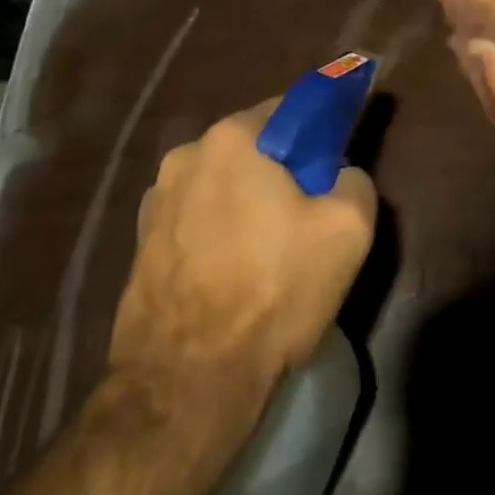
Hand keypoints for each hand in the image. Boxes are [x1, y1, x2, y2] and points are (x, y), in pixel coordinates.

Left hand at [111, 101, 375, 390]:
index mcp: (231, 138)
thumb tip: (339, 175)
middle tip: (306, 216)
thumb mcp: (348, 229)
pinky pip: (195, 220)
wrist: (187, 384)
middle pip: (252, 149)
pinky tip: (232, 276)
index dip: (317, 135)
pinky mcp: (139, 245)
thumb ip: (354, 179)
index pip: (288, 110)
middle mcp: (185, 155)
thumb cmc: (273, 290)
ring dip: (245, 204)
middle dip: (280, 172)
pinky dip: (217, 234)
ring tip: (267, 255)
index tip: (332, 167)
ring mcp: (154, 202)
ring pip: (221, 186)